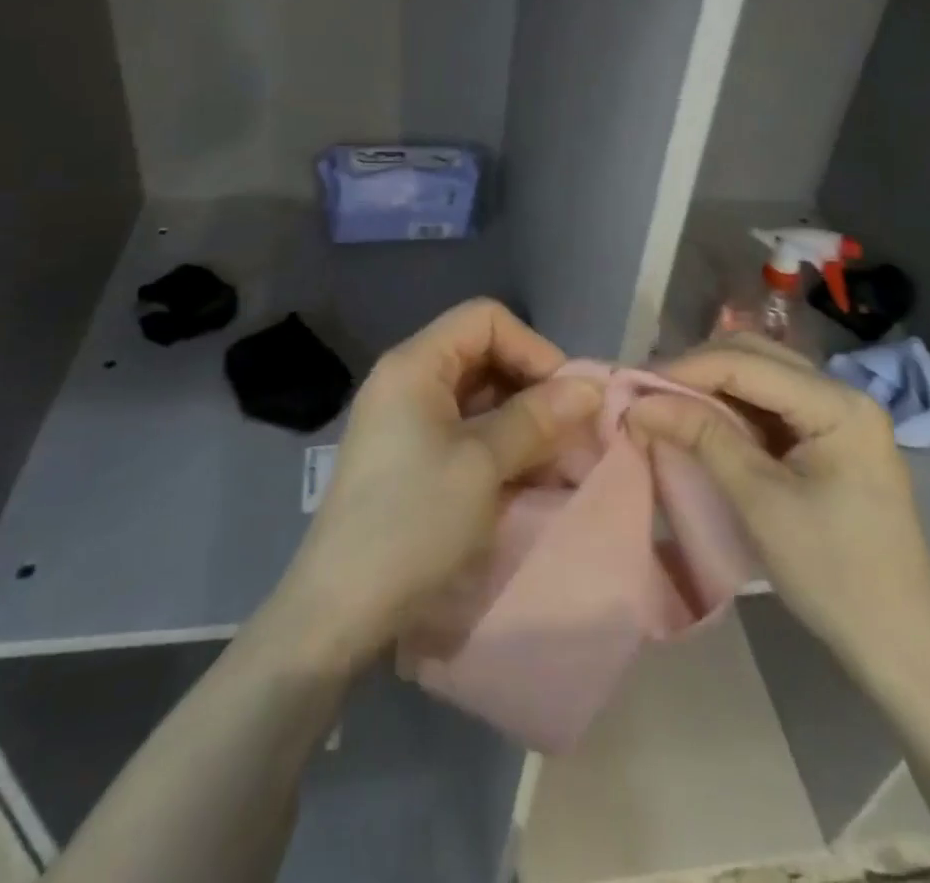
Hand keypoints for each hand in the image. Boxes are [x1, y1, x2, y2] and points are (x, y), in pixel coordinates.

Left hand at [274, 300, 601, 670]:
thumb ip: (537, 417)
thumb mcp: (483, 464)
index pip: (485, 319)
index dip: (532, 347)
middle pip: (484, 354)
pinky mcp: (411, 458)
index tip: (567, 395)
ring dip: (524, 420)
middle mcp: (408, 381)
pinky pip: (466, 431)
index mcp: (415, 364)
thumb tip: (590, 386)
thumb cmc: (413, 522)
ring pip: (480, 396)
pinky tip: (530, 477)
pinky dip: (502, 445)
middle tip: (573, 430)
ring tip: (560, 460)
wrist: (339, 610)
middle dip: (534, 387)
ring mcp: (407, 421)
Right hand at [628, 336, 929, 683]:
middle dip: (697, 371)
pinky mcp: (829, 440)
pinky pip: (770, 407)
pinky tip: (701, 423)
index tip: (633, 386)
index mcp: (838, 403)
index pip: (747, 362)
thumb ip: (702, 437)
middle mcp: (842, 395)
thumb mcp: (760, 501)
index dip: (686, 369)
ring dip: (711, 388)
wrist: (901, 646)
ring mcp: (838, 417)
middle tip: (647, 394)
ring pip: (760, 378)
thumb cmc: (835, 574)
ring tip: (665, 405)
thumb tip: (640, 403)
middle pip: (756, 357)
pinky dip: (731, 410)